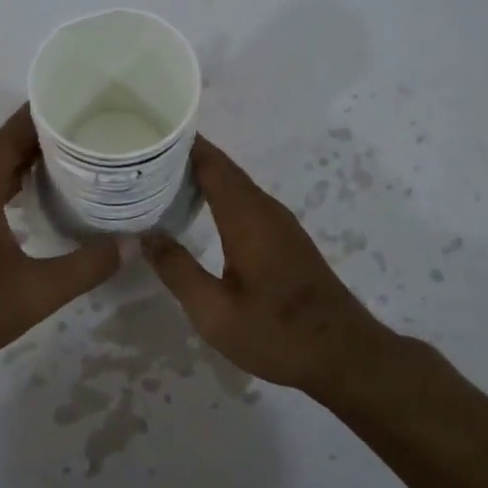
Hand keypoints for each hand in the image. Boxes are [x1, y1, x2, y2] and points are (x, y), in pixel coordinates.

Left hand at [0, 105, 119, 375]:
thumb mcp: (36, 291)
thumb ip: (87, 266)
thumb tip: (133, 243)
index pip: (19, 128)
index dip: (54, 113)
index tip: (92, 106)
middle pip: (9, 143)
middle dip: (51, 138)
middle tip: (97, 137)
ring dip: (31, 162)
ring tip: (78, 164)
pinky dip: (11, 182)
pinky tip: (39, 199)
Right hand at [143, 137, 400, 392]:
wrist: (345, 356)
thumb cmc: (277, 333)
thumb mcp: (215, 312)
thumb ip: (178, 270)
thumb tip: (145, 234)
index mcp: (247, 218)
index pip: (212, 164)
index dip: (182, 144)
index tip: (148, 132)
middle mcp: (265, 210)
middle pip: (223, 169)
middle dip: (185, 156)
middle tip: (142, 155)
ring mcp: (279, 224)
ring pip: (235, 185)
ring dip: (201, 175)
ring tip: (160, 176)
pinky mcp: (285, 239)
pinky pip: (245, 201)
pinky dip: (217, 194)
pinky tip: (196, 208)